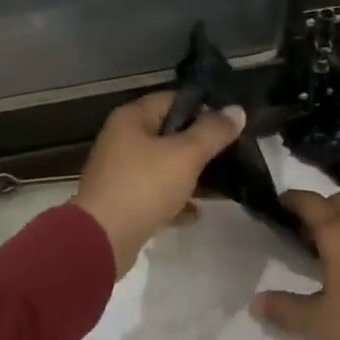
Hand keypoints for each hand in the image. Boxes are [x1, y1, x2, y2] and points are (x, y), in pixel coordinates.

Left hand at [74, 92, 246, 275]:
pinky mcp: (122, 201)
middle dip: (200, 144)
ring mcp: (120, 172)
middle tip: (232, 152)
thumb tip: (237, 110)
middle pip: (169, 134)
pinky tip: (196, 213)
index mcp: (132, 118)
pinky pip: (155, 193)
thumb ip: (213, 132)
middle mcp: (122, 139)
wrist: (102, 239)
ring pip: (164, 166)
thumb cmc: (144, 186)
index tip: (231, 122)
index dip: (203, 107)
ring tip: (223, 182)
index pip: (173, 99)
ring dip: (190, 175)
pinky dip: (175, 200)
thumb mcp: (186, 155)